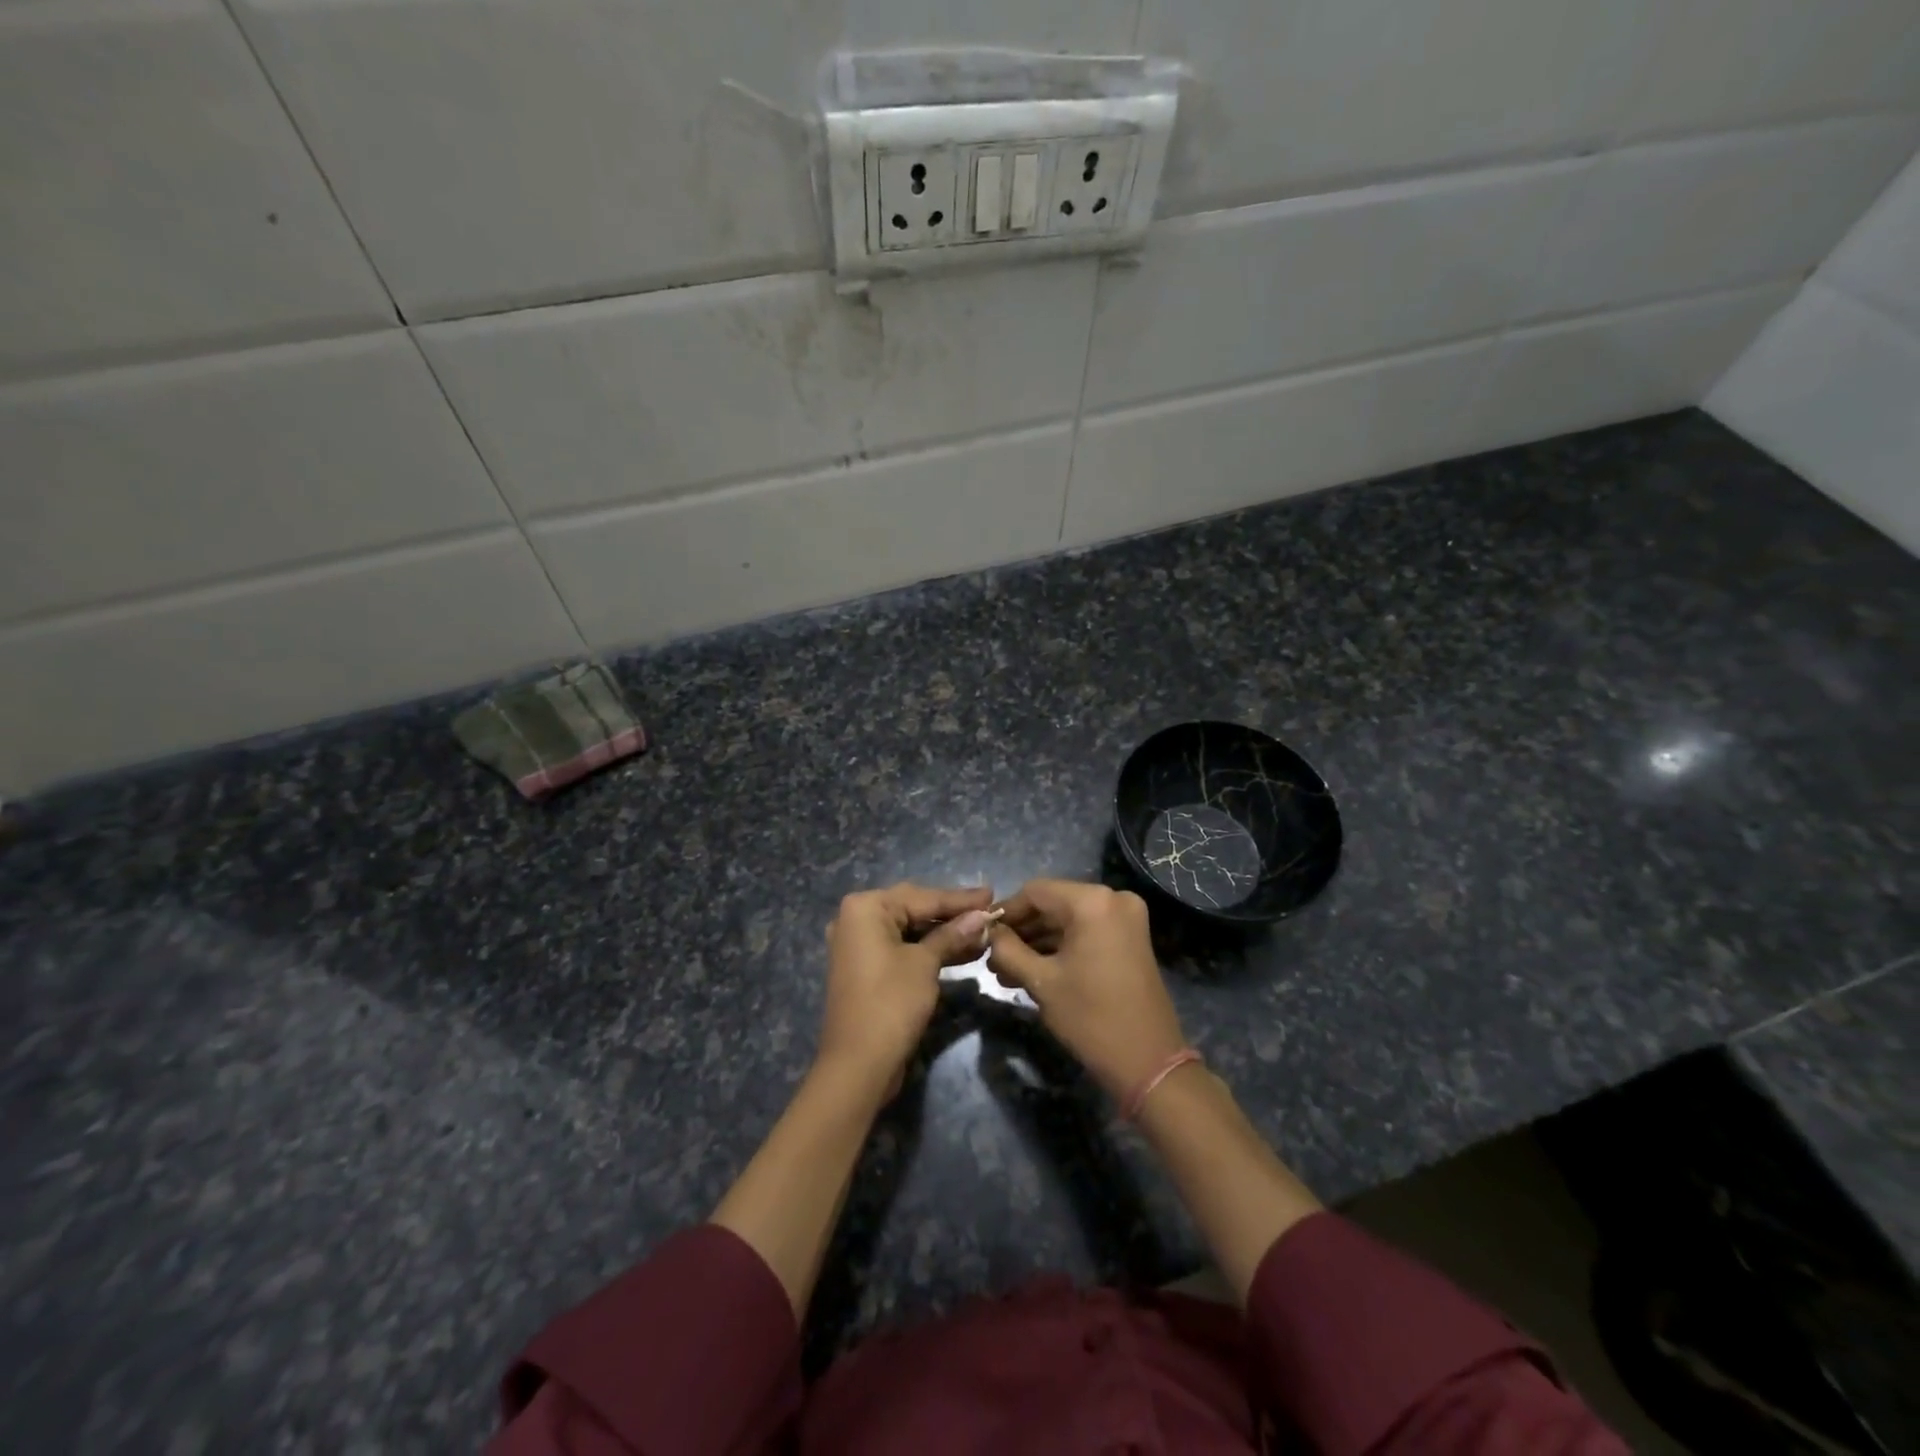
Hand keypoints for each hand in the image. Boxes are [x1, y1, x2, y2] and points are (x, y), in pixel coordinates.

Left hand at [818, 882, 994, 1093]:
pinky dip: (929, 950)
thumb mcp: (925, 964)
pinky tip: (963, 952)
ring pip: (911, 931)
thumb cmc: (891, 1003)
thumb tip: (982, 915)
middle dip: (953, 915)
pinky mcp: (867, 969)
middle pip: (915, 909)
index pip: (923, 897)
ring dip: (945, 934)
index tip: (992, 894)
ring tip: (984, 934)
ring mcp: (859, 945)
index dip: (960, 899)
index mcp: (865, 908)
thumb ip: (952, 934)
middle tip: (990, 911)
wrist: (858, 1065)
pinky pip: (903, 949)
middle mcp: (857, 920)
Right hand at [988, 879, 1188, 1100]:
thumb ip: (1008, 950)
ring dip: (1038, 942)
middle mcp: (1113, 898)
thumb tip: (990, 933)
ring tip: (1005, 970)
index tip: (982, 933)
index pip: (1035, 892)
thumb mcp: (1040, 982)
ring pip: (1069, 920)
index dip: (1006, 912)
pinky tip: (1032, 970)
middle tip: (992, 957)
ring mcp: (1126, 918)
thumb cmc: (1090, 1017)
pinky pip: (1086, 932)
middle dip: (1022, 931)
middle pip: (1053, 904)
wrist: (1149, 1062)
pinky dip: (1061, 947)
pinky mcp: (1131, 938)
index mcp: (1092, 901)